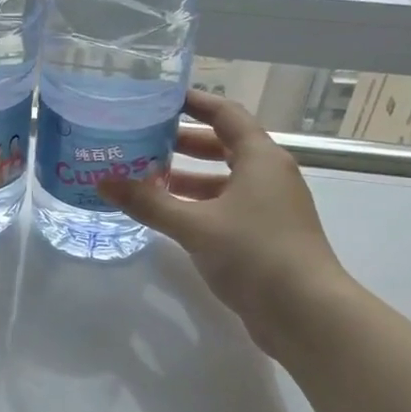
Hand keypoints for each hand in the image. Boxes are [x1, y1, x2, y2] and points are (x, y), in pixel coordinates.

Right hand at [100, 89, 354, 360]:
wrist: (306, 313)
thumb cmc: (254, 254)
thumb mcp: (195, 225)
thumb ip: (148, 202)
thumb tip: (104, 182)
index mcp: (261, 158)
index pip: (226, 114)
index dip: (195, 102)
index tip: (162, 98)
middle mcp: (269, 176)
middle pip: (224, 146)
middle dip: (184, 143)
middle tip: (144, 141)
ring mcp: (271, 207)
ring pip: (224, 181)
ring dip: (188, 178)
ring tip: (147, 179)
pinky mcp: (266, 236)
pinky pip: (227, 207)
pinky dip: (199, 205)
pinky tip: (170, 216)